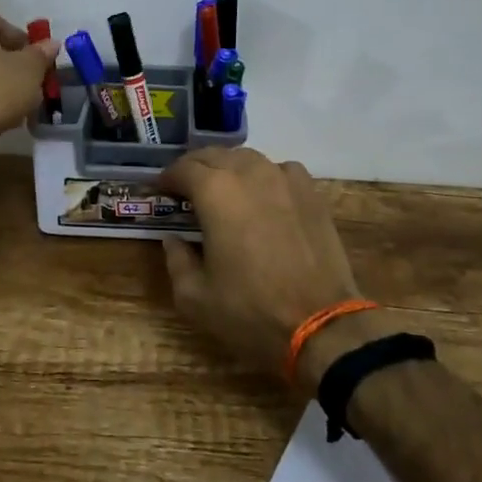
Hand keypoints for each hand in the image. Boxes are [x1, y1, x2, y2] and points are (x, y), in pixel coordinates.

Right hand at [156, 148, 365, 383]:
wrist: (321, 325)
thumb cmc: (250, 312)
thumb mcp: (195, 297)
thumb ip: (176, 260)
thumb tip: (173, 239)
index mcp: (215, 192)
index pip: (182, 169)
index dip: (166, 179)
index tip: (160, 192)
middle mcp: (248, 173)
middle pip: (214, 156)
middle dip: (195, 169)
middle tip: (186, 190)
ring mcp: (283, 179)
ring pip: (247, 158)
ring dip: (228, 168)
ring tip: (223, 190)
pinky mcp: (310, 192)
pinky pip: (281, 170)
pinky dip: (265, 176)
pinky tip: (264, 196)